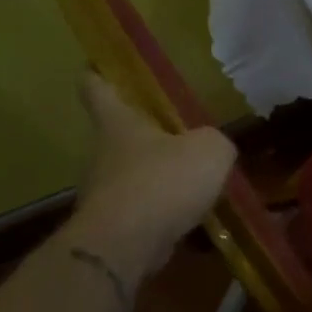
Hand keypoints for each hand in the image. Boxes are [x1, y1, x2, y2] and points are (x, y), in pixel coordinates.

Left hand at [70, 71, 235, 276]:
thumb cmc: (163, 182)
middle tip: (182, 136)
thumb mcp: (210, 150)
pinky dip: (163, 212)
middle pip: (119, 135)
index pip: (96, 87)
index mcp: (118, 123)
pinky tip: (192, 219)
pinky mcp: (111, 226)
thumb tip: (213, 148)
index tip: (99, 66)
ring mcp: (104, 192)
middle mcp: (103, 153)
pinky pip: (142, 211)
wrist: (125, 246)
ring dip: (158, 178)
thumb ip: (215, 142)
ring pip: (133, 175)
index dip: (99, 74)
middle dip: (146, 135)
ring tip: (196, 185)